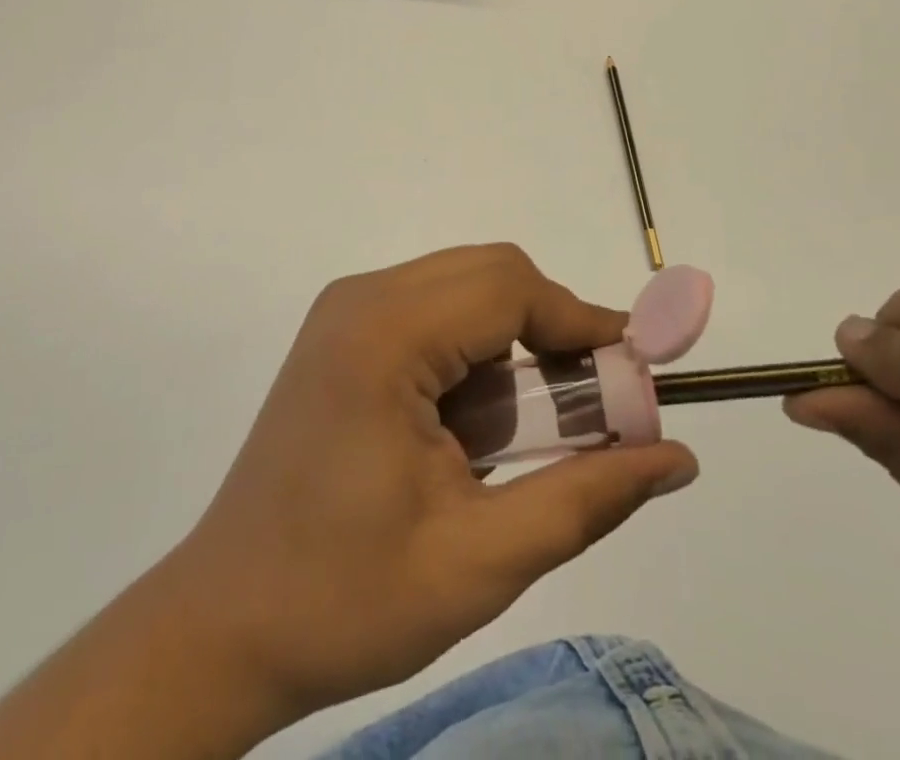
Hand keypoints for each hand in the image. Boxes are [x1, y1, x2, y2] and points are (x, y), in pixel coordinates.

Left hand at [169, 243, 698, 722]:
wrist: (223, 625)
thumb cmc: (346, 600)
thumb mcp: (480, 560)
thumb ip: (587, 497)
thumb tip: (677, 457)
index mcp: (385, 337)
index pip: (510, 288)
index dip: (582, 323)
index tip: (636, 374)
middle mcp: (361, 300)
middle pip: (489, 275)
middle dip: (552, 329)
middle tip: (592, 407)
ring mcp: (344, 313)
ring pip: (463, 288)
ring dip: (513, 342)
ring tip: (533, 429)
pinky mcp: (340, 334)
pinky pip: (431, 311)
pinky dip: (473, 351)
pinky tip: (473, 426)